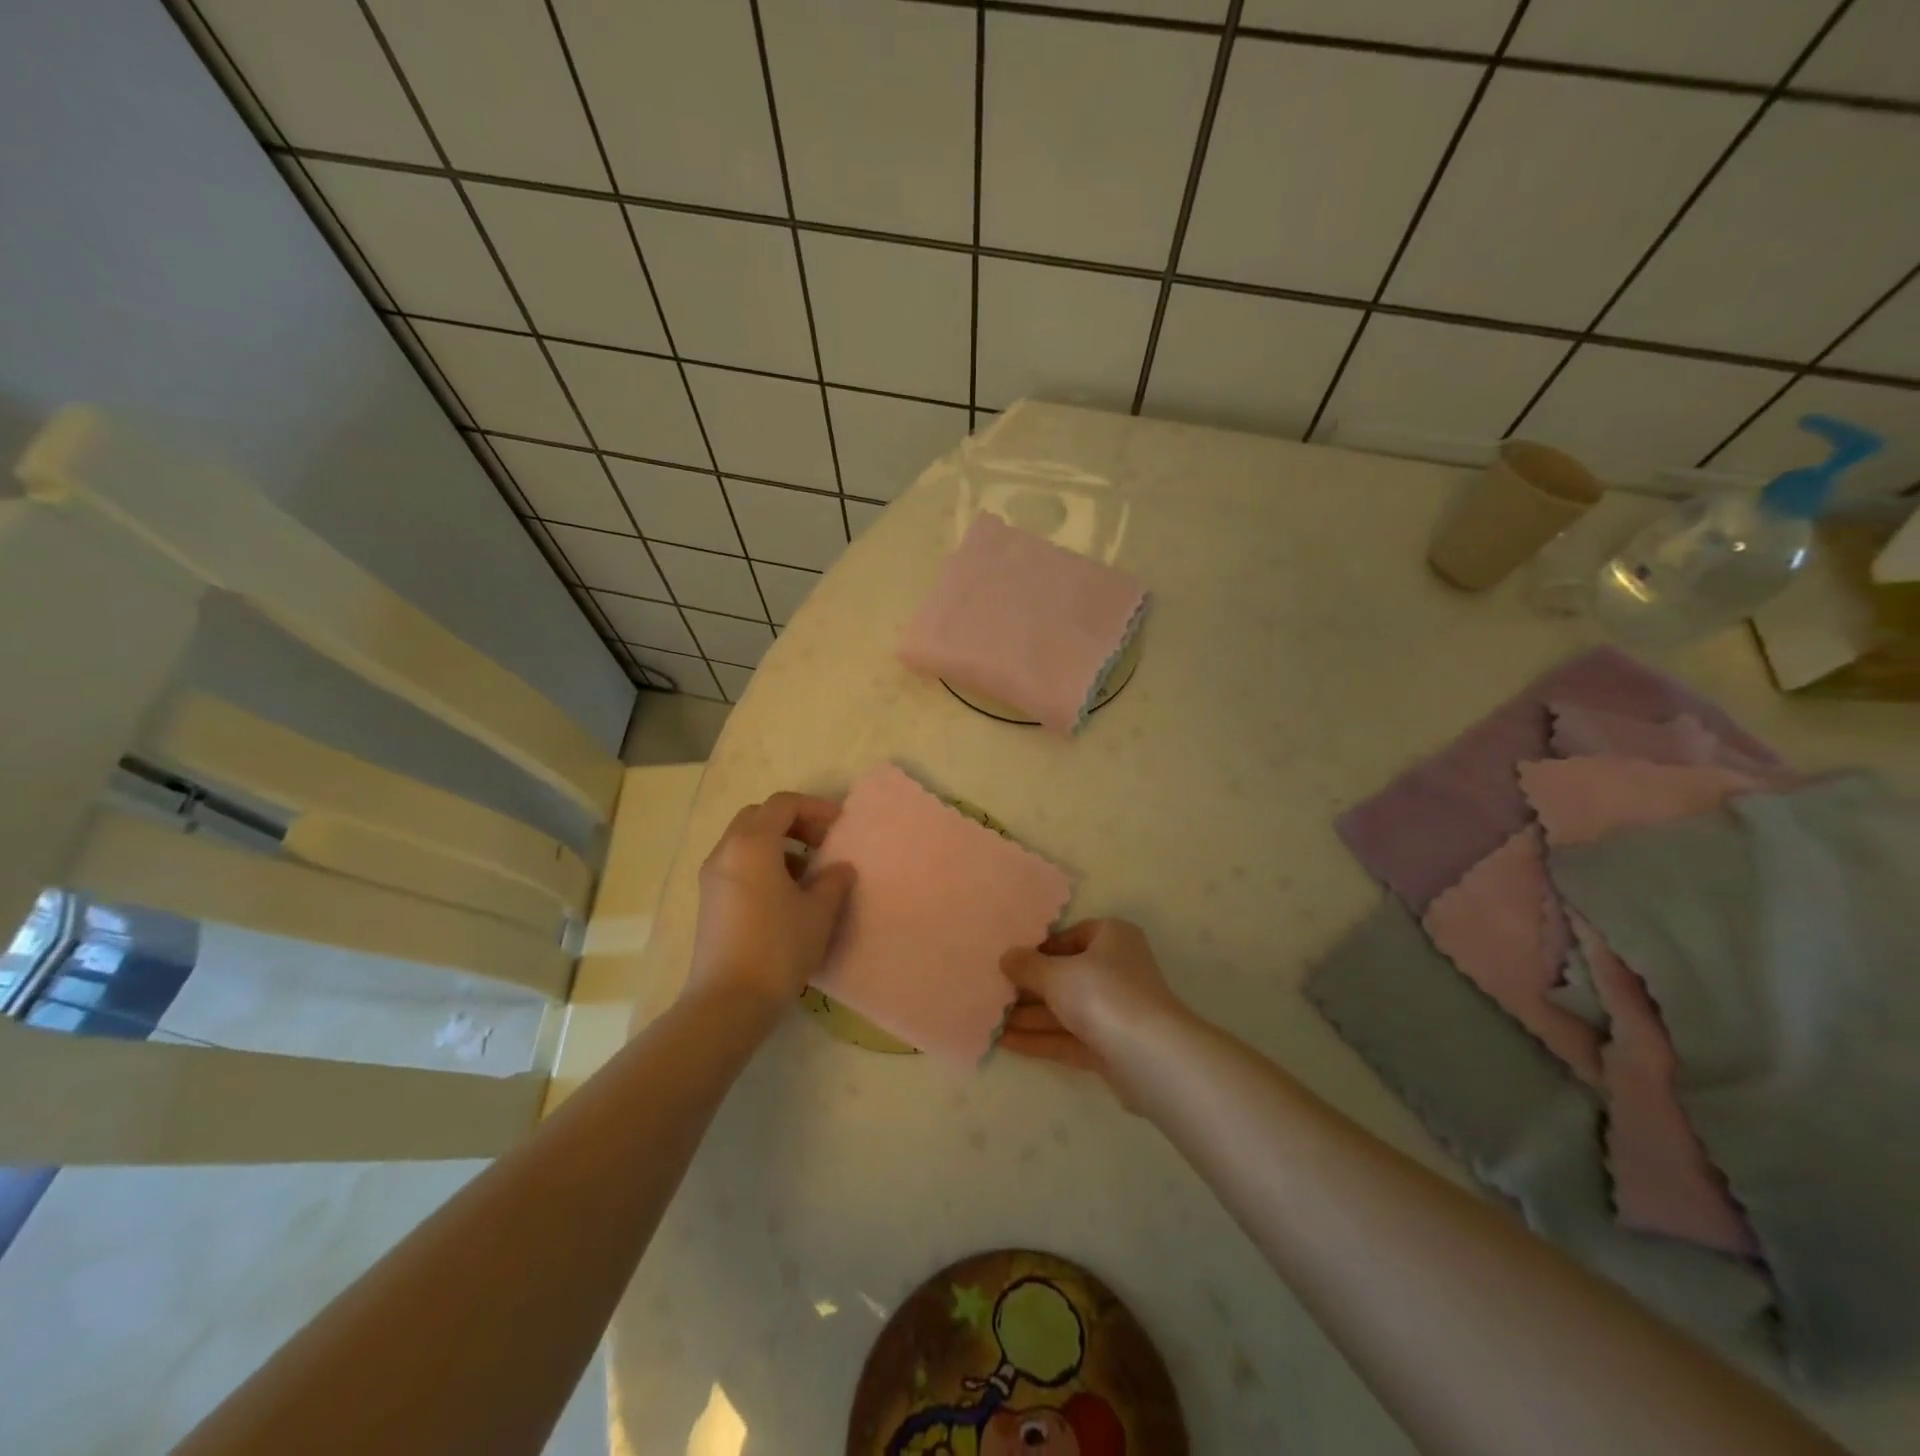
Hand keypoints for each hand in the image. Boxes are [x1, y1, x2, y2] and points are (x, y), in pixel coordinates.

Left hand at [687, 792, 855, 1015]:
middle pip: (760, 816)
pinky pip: (738, 864)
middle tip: (822, 842)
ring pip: (746, 840)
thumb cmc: (779, 948)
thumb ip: (833, 881)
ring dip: (778, 843)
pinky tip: (785, 894)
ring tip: (808, 870)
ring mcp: (712, 877)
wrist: (729, 1001)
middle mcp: (726, 851)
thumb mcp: (818, 912)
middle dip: (793, 822)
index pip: (783, 804)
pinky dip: (763, 863)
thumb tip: (839, 868)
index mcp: (752, 844)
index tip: (841, 824)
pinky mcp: (709, 901)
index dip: (815, 807)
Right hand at [998, 919, 1187, 1099]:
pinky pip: (1068, 1038)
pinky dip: (1040, 1039)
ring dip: (1029, 1015)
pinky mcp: (1109, 1047)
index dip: (1039, 948)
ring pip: (1065, 1009)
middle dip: (1029, 986)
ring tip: (989, 1019)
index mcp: (1112, 938)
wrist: (1150, 1056)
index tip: (1010, 960)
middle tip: (992, 991)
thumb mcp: (1056, 974)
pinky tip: (1005, 1042)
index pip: (1071, 936)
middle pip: (1066, 975)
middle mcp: (1116, 970)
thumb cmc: (1103, 994)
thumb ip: (1027, 966)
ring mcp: (1114, 1011)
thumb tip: (1006, 957)